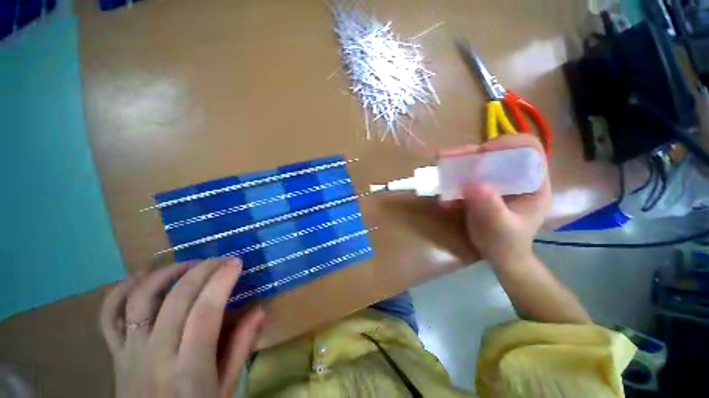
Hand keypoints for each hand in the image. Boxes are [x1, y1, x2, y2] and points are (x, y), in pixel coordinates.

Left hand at [99, 258, 264, 397]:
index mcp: (189, 367)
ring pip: (140, 300)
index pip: (205, 312)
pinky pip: (109, 316)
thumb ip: (241, 347)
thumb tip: (259, 309)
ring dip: (165, 274)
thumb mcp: (225, 387)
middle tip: (220, 259)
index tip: (236, 263)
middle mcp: (156, 355)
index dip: (222, 281)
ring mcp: (130, 353)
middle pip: (176, 299)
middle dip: (202, 270)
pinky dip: (122, 291)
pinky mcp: (115, 353)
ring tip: (187, 264)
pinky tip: (141, 277)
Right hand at [440, 134, 550, 264]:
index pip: (529, 150)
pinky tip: (444, 188)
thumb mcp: (499, 228)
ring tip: (442, 165)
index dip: (509, 144)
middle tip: (452, 157)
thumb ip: (490, 207)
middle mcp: (517, 177)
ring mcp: (498, 182)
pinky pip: (468, 176)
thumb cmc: (506, 244)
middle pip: (499, 152)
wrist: (498, 256)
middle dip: (474, 152)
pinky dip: (454, 177)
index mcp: (533, 183)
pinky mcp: (482, 188)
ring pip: (480, 162)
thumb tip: (471, 183)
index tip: (484, 152)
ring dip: (460, 163)